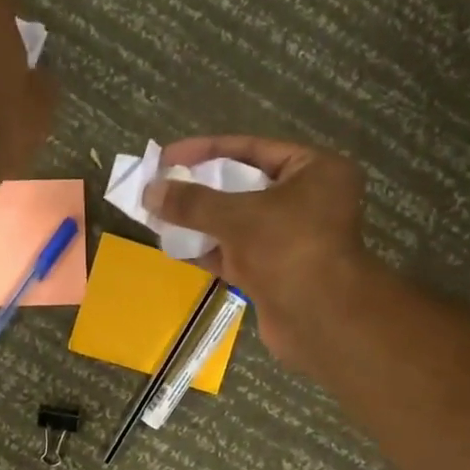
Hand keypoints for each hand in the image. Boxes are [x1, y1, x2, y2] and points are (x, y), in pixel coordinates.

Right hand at [145, 135, 367, 368]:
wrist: (319, 320)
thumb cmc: (288, 249)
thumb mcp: (236, 216)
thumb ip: (192, 202)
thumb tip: (150, 192)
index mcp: (315, 171)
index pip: (253, 149)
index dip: (206, 150)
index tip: (168, 156)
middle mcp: (308, 201)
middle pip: (244, 186)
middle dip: (200, 188)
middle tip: (160, 186)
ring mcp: (291, 240)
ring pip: (237, 223)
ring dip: (200, 220)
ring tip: (159, 215)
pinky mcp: (276, 273)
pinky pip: (236, 253)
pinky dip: (208, 249)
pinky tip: (173, 245)